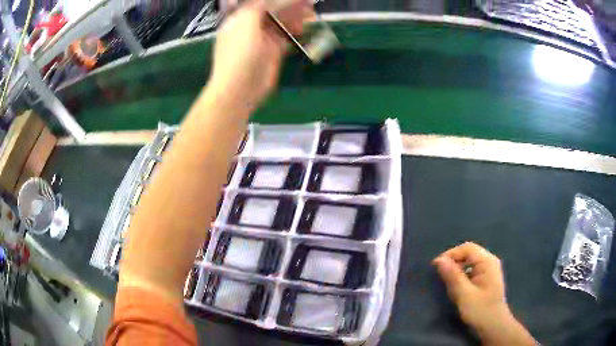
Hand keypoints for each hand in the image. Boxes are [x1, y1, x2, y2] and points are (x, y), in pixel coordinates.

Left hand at [208, 0, 309, 109]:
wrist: (240, 88)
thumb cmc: (238, 53)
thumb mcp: (246, 22)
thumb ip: (258, 5)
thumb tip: (277, 0)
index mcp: (241, 17)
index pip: (262, 2)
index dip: (279, 0)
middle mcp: (252, 25)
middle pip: (274, 10)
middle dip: (290, 5)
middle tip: (308, 4)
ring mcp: (263, 38)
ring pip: (282, 21)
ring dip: (296, 16)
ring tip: (310, 13)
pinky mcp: (274, 50)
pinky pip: (287, 35)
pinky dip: (296, 30)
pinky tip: (305, 27)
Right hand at [433, 242, 535, 345]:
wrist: (494, 326)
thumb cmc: (480, 310)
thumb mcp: (464, 294)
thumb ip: (453, 276)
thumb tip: (439, 260)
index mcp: (487, 262)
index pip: (467, 248)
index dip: (451, 254)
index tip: (436, 266)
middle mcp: (490, 261)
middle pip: (469, 253)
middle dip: (453, 261)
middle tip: (439, 274)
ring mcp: (490, 270)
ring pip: (470, 262)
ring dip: (457, 268)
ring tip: (446, 281)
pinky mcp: (487, 278)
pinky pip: (473, 270)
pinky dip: (463, 274)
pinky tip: (457, 286)